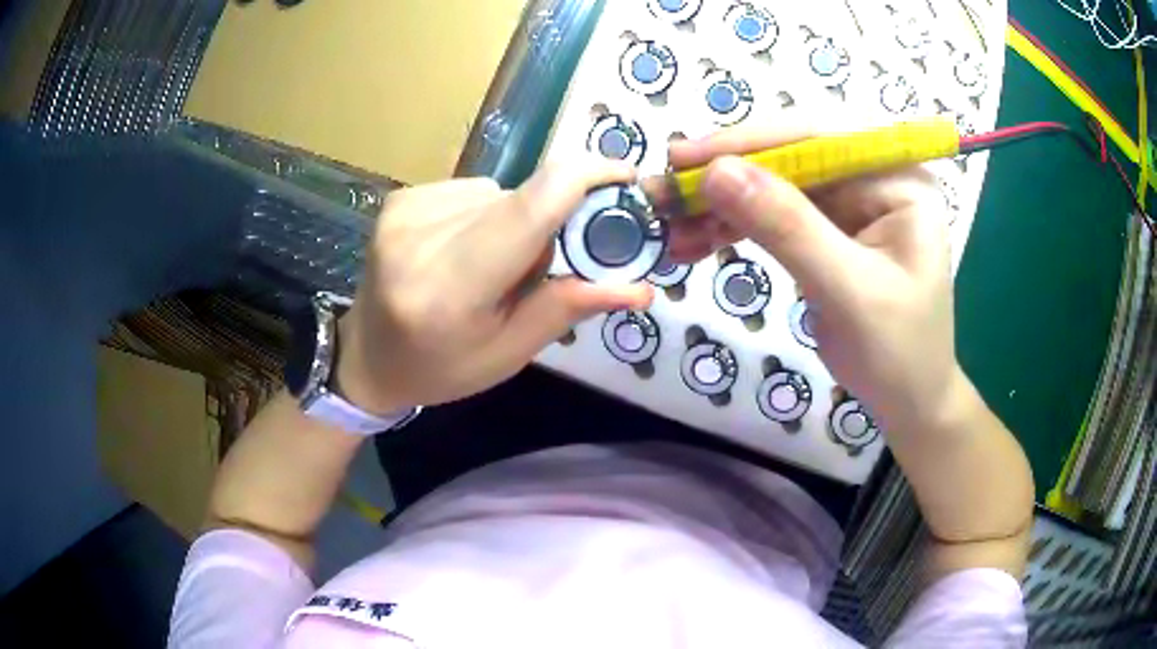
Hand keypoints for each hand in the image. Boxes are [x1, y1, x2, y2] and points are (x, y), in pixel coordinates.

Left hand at [336, 158, 653, 413]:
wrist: (365, 358)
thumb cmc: (439, 369)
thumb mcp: (507, 354)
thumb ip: (566, 309)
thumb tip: (638, 287)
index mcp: (449, 288)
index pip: (530, 208)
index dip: (586, 178)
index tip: (626, 178)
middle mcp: (420, 237)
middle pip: (521, 199)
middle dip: (551, 222)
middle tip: (544, 266)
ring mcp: (403, 210)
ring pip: (499, 193)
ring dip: (514, 221)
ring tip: (492, 265)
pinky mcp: (399, 198)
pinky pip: (471, 191)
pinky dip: (484, 214)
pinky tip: (464, 248)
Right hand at [667, 127, 958, 432]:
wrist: (907, 401)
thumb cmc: (898, 352)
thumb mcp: (848, 291)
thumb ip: (788, 228)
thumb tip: (716, 172)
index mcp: (897, 179)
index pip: (819, 138)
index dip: (750, 143)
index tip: (685, 158)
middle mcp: (872, 178)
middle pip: (788, 158)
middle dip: (725, 176)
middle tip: (661, 191)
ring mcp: (849, 204)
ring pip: (772, 186)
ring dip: (718, 205)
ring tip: (668, 225)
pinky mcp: (826, 230)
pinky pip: (771, 217)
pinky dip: (730, 229)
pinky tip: (694, 243)